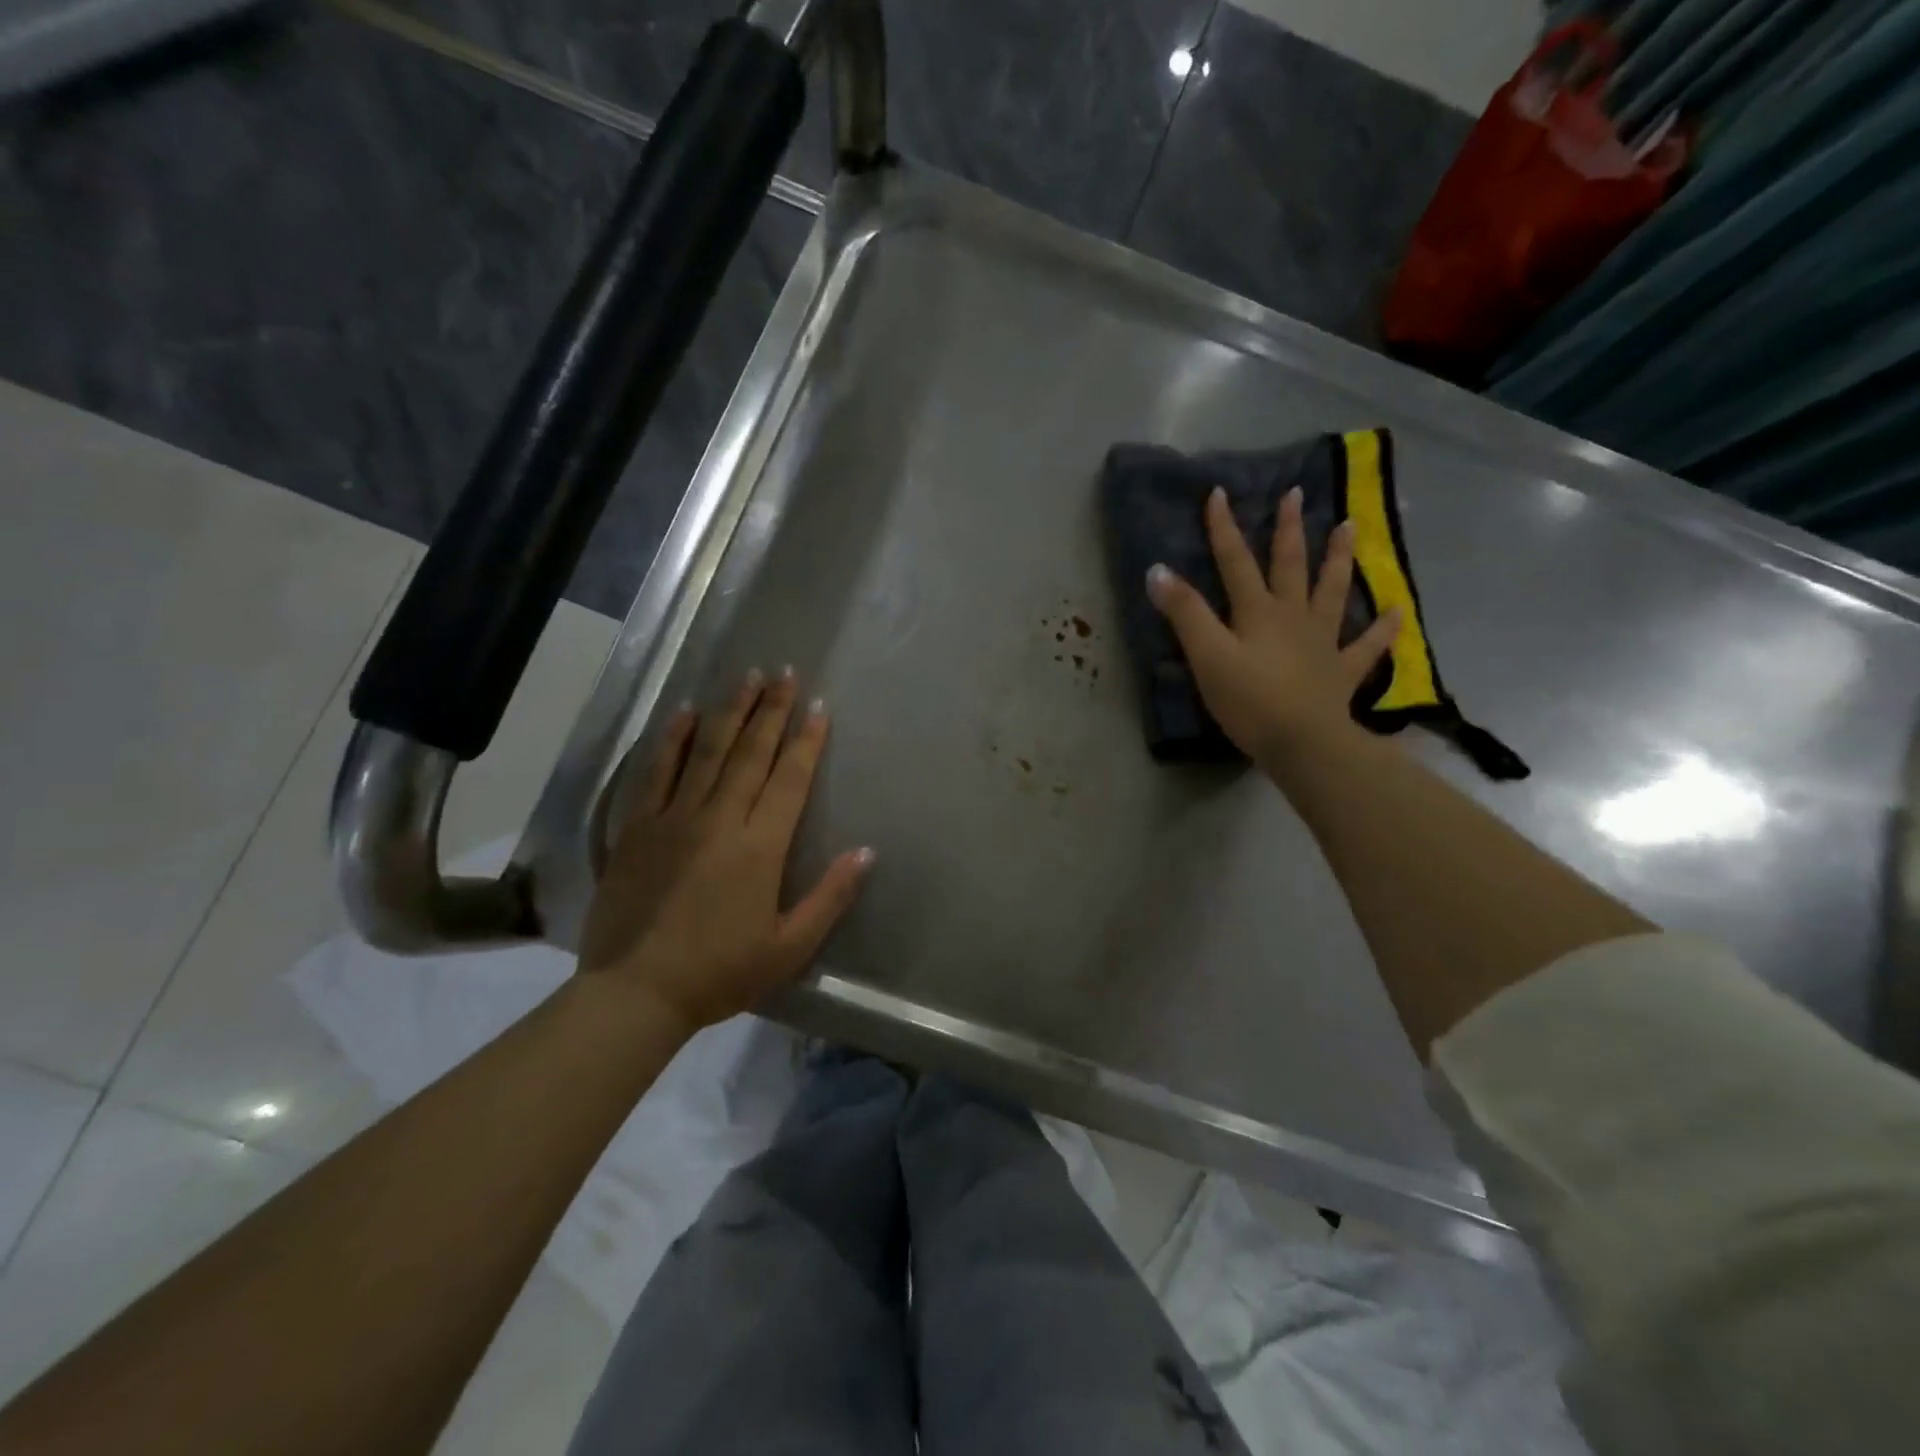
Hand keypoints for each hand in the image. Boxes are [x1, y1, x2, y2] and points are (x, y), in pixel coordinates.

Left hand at [577, 670, 872, 1034]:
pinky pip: (657, 772)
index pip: (789, 779)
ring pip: (708, 752)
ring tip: (747, 677)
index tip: (818, 706)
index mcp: (760, 847)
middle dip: (771, 710)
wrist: (636, 992)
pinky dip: (671, 739)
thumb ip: (830, 896)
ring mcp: (674, 818)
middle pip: (751, 753)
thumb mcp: (789, 947)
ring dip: (730, 712)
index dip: (807, 740)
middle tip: (785, 673)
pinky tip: (684, 712)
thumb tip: (866, 851)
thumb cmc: (720, 973)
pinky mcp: (638, 827)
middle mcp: (720, 819)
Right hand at [1146, 486, 1400, 768]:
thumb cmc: (1248, 700)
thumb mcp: (1207, 656)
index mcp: (1258, 612)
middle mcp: (1293, 617)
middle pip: (1290, 566)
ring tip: (1349, 527)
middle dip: (1289, 529)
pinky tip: (1397, 612)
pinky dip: (1383, 629)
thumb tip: (1158, 570)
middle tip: (1296, 494)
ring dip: (1339, 559)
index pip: (1236, 562)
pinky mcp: (1341, 671)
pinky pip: (1366, 646)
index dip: (1224, 529)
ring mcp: (1322, 642)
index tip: (1219, 493)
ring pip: (1332, 592)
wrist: (1302, 742)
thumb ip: (1184, 613)